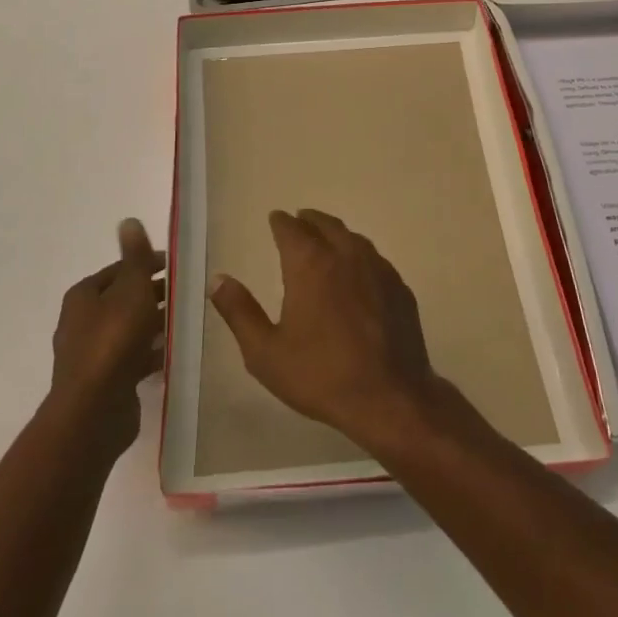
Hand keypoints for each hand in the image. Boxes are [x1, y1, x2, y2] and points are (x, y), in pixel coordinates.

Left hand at [49, 219, 164, 456]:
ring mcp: (91, 355)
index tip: (175, 267)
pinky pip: (131, 359)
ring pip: (128, 330)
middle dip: (151, 295)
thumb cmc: (113, 340)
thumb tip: (128, 220)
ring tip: (183, 321)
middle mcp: (81, 322)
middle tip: (184, 293)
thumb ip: (135, 257)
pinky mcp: (103, 382)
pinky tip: (172, 354)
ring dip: (152, 325)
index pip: (118, 271)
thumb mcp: (131, 289)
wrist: (94, 411)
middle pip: (122, 300)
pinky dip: (149, 353)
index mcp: (83, 296)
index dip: (145, 265)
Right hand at [208, 209, 438, 450]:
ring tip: (326, 239)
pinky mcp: (399, 287)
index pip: (291, 229)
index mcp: (310, 264)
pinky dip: (359, 255)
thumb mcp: (265, 352)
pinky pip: (375, 259)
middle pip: (326, 225)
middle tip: (299, 220)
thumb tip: (218, 279)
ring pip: (353, 238)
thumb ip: (239, 312)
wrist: (390, 397)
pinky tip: (358, 271)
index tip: (275, 219)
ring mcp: (377, 269)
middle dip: (309, 220)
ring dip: (336, 233)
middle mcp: (345, 255)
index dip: (280, 222)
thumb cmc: (321, 375)